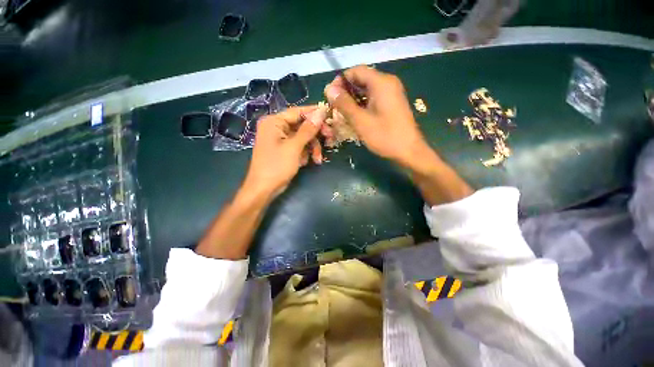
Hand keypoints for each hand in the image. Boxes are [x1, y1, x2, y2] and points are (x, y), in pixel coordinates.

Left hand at [242, 105, 327, 198]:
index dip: (315, 113)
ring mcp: (281, 139)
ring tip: (317, 159)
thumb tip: (321, 112)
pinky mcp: (285, 150)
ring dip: (312, 147)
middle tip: (330, 139)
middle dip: (316, 135)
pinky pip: (299, 146)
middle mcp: (277, 127)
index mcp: (274, 122)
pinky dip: (305, 153)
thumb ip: (308, 129)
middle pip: (302, 125)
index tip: (330, 114)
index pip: (298, 112)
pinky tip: (306, 162)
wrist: (264, 189)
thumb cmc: (276, 166)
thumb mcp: (294, 147)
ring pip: (303, 137)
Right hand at [324, 65, 431, 168]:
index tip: (331, 97)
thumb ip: (344, 104)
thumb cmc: (385, 136)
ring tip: (343, 114)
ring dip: (353, 99)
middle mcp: (387, 83)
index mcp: (381, 83)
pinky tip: (355, 116)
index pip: (355, 71)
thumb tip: (328, 89)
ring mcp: (391, 93)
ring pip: (366, 90)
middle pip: (361, 79)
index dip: (340, 81)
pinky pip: (373, 98)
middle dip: (346, 91)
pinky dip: (362, 104)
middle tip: (335, 107)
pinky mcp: (392, 103)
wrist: (409, 151)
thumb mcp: (361, 121)